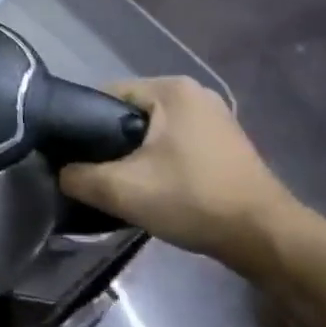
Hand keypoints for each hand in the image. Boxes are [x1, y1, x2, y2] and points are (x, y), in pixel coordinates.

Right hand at [59, 76, 299, 275]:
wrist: (265, 237)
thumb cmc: (192, 200)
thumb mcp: (121, 190)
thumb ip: (78, 176)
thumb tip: (60, 172)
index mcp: (170, 89)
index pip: (105, 95)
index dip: (82, 124)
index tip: (73, 156)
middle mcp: (194, 93)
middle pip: (129, 112)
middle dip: (110, 142)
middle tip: (96, 174)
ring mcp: (215, 117)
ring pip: (152, 130)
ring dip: (135, 154)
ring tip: (123, 183)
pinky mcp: (226, 142)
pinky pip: (175, 142)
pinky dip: (160, 160)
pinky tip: (155, 187)